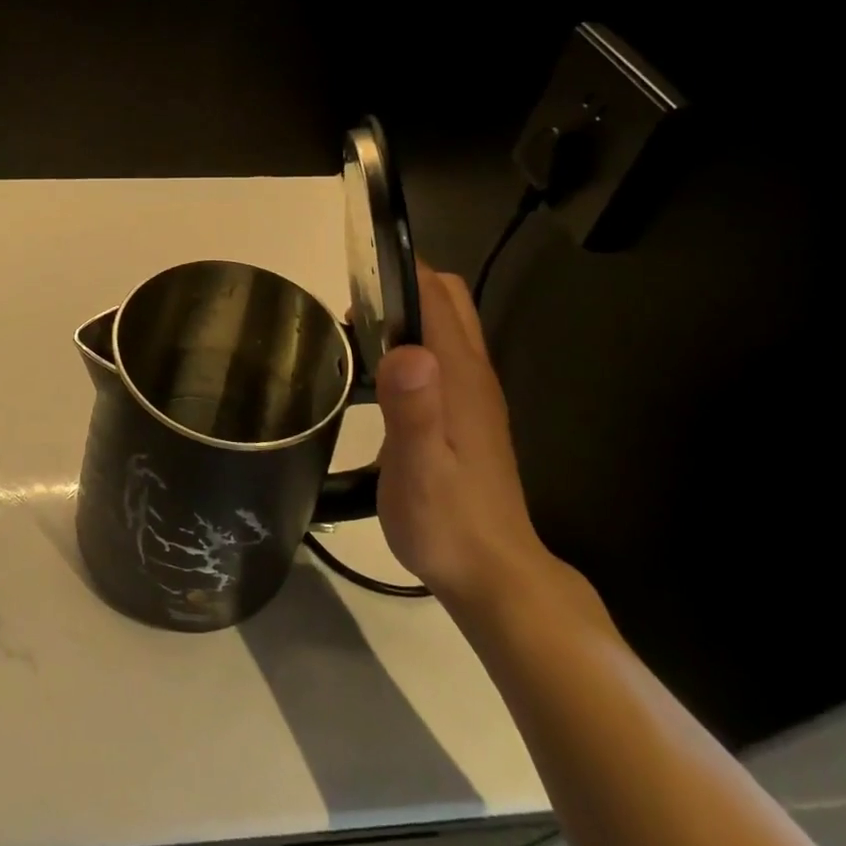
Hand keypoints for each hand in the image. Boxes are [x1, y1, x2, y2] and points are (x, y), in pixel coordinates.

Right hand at [374, 259, 554, 612]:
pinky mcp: (468, 415)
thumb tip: (406, 348)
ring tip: (355, 336)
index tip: (354, 274)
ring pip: (447, 327)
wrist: (492, 574)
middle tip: (352, 311)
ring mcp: (475, 395)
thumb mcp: (418, 470)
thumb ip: (413, 409)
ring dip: (406, 313)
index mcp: (461, 377)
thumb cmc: (447, 522)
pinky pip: (442, 355)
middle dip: (403, 286)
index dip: (400, 271)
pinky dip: (413, 342)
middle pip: (449, 301)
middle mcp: (474, 375)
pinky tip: (380, 374)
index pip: (437, 296)